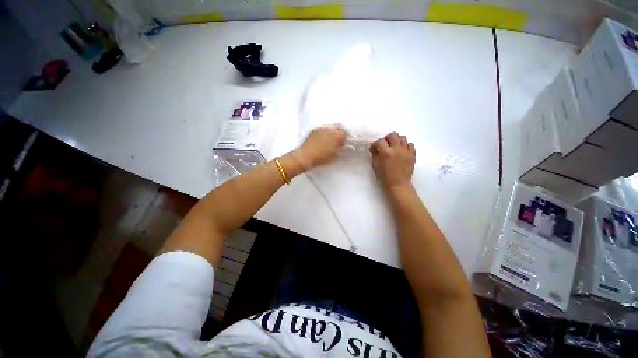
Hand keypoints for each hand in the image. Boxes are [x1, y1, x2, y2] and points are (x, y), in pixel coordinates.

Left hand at [294, 126, 345, 168]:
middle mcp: (331, 130)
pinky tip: (323, 138)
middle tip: (338, 140)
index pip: (345, 135)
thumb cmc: (321, 158)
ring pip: (331, 128)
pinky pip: (323, 129)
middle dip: (340, 133)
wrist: (305, 156)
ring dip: (333, 132)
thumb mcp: (334, 156)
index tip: (343, 144)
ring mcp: (322, 128)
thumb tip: (344, 146)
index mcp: (337, 136)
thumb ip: (341, 149)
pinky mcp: (315, 129)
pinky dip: (325, 132)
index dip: (345, 139)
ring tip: (330, 139)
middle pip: (339, 129)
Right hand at [370, 132, 414, 188]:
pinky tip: (402, 151)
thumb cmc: (384, 176)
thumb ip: (375, 154)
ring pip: (403, 138)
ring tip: (394, 146)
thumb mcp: (375, 165)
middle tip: (385, 144)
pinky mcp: (412, 155)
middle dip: (387, 138)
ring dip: (397, 140)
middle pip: (393, 135)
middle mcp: (397, 149)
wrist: (398, 184)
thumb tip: (374, 147)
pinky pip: (410, 144)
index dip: (375, 143)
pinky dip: (405, 145)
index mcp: (386, 153)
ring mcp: (406, 151)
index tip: (374, 148)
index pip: (380, 141)